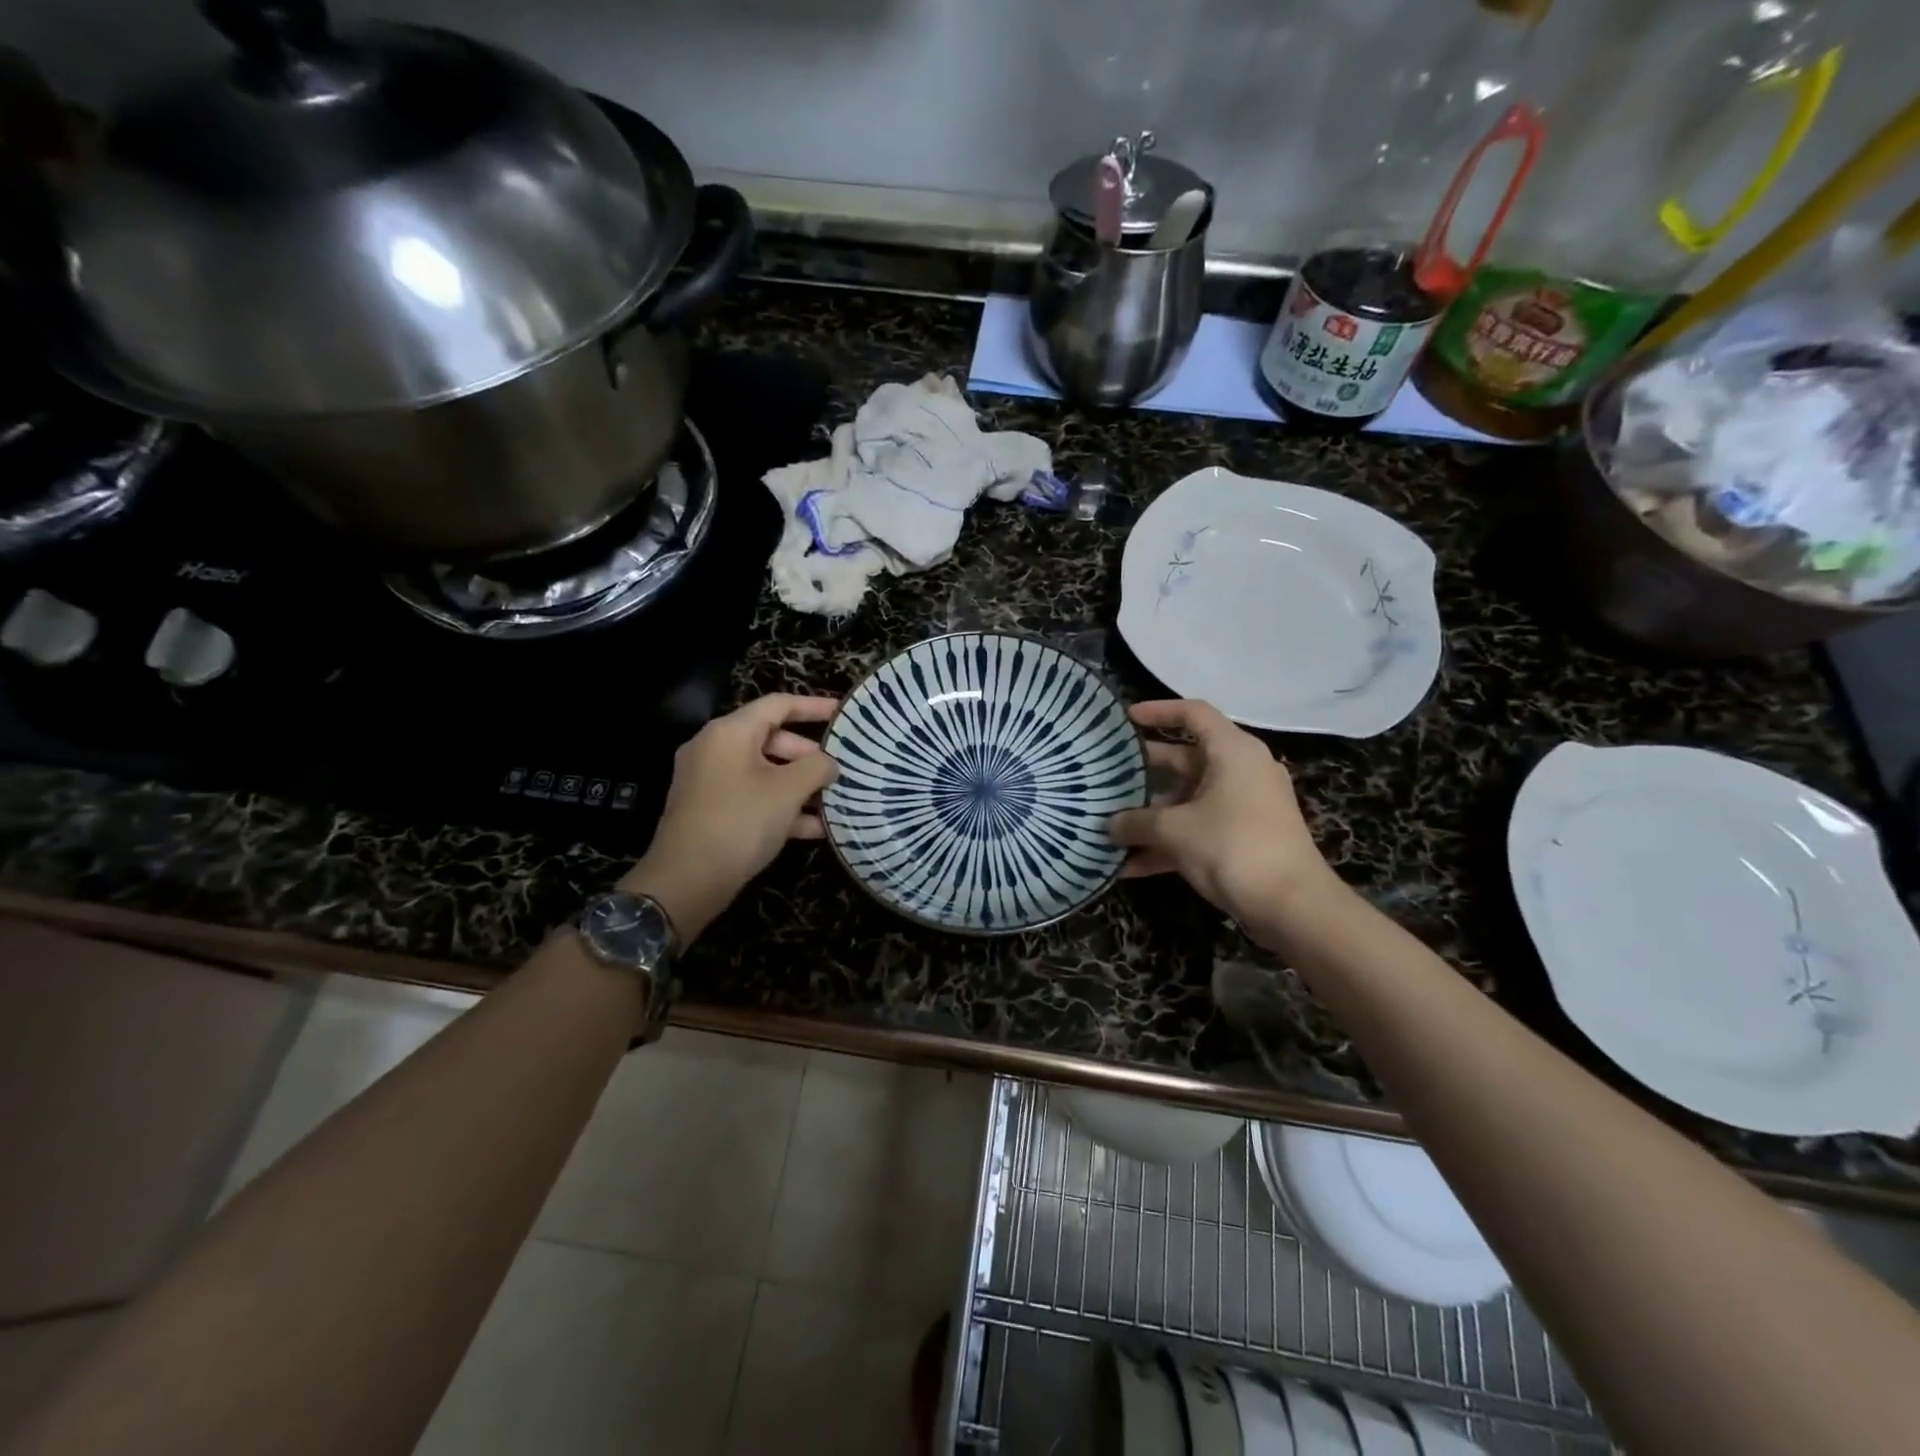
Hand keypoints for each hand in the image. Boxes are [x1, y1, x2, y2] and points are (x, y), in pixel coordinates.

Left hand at [621, 694, 839, 944]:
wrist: (687, 880)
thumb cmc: (740, 822)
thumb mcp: (787, 791)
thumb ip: (816, 767)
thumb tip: (830, 762)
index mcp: (729, 732)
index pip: (778, 705)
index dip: (814, 706)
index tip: (843, 712)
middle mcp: (714, 748)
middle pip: (771, 739)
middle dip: (808, 755)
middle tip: (839, 769)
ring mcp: (708, 780)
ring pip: (763, 772)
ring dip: (799, 785)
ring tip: (833, 799)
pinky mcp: (708, 810)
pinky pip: (751, 796)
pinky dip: (780, 806)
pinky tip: (814, 828)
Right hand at [1109, 699, 1336, 926]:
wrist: (1293, 906)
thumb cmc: (1233, 847)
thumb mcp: (1175, 831)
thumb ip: (1136, 822)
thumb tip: (1108, 825)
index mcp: (1233, 752)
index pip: (1193, 714)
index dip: (1158, 711)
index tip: (1125, 719)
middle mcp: (1241, 771)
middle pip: (1185, 759)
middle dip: (1144, 773)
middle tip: (1107, 777)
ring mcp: (1245, 806)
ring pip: (1189, 800)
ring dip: (1151, 815)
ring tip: (1110, 826)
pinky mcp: (1244, 838)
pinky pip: (1199, 830)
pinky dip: (1169, 843)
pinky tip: (1131, 866)